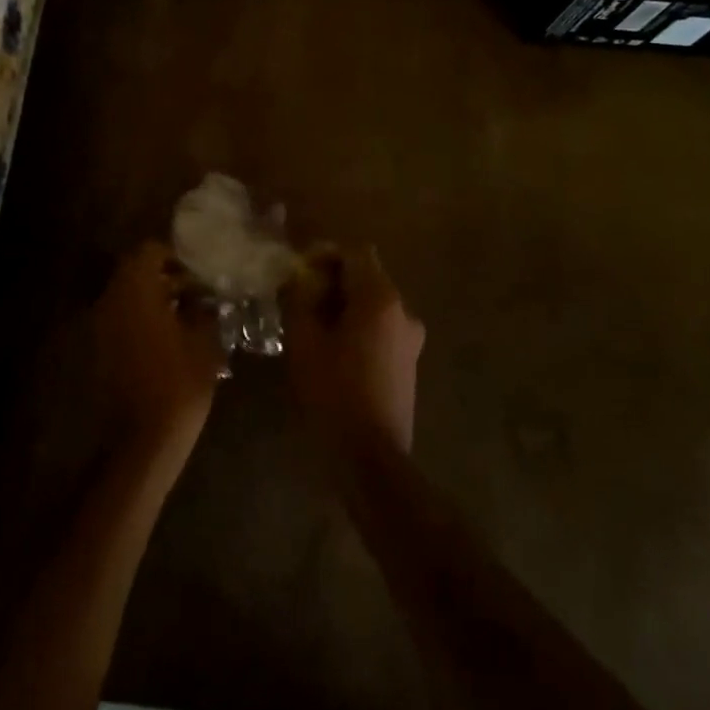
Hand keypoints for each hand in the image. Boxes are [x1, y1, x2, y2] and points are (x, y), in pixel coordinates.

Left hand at [96, 242, 225, 463]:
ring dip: (155, 299)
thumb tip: (206, 296)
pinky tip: (170, 339)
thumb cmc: (179, 384)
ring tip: (188, 316)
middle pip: (136, 271)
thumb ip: (204, 308)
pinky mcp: (98, 349)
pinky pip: (121, 319)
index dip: (177, 256)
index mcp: (135, 289)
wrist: (142, 440)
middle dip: (167, 277)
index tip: (200, 272)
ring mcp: (100, 325)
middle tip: (198, 293)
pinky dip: (142, 319)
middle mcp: (111, 299)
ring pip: (128, 295)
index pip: (150, 251)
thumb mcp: (205, 340)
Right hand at [284, 245, 423, 458]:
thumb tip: (298, 277)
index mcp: (380, 298)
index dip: (325, 255)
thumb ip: (299, 298)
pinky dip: (358, 327)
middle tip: (299, 299)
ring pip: (373, 304)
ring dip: (344, 305)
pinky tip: (334, 351)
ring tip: (312, 326)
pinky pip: (381, 328)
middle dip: (332, 281)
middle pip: (366, 276)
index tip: (299, 272)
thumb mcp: (303, 341)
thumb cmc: (333, 393)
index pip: (355, 252)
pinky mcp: (410, 362)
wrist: (371, 457)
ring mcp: (411, 338)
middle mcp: (403, 310)